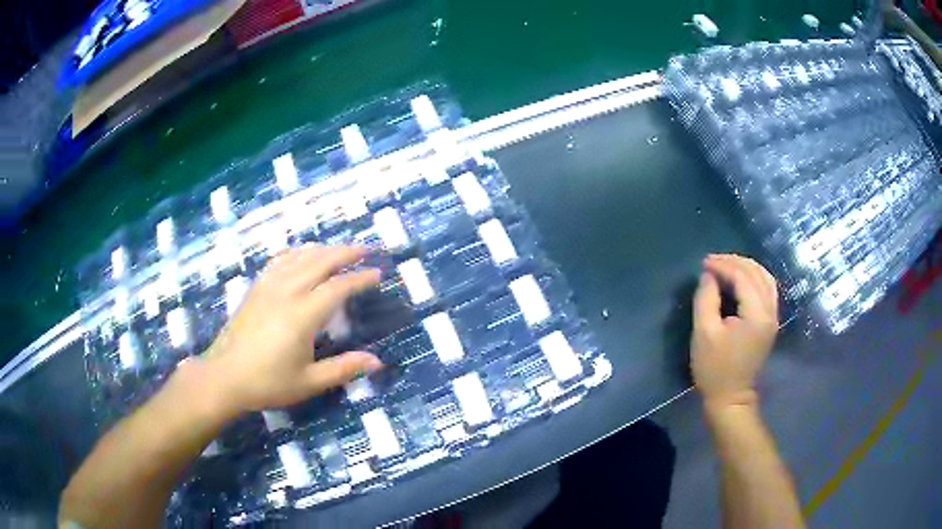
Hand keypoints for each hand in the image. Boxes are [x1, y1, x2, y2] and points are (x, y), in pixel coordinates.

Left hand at [202, 246, 382, 415]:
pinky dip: (298, 253)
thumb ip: (343, 369)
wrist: (224, 376)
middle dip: (346, 252)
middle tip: (367, 250)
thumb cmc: (267, 382)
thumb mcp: (309, 382)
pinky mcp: (256, 287)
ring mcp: (269, 286)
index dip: (360, 278)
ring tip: (340, 250)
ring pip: (301, 256)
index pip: (338, 287)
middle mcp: (287, 291)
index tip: (378, 273)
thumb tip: (377, 362)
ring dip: (324, 249)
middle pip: (321, 261)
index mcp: (302, 314)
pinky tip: (303, 256)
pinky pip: (281, 260)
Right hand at [691, 254, 778, 410]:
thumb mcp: (704, 333)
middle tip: (712, 260)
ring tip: (725, 265)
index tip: (704, 262)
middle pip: (757, 273)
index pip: (743, 277)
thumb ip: (706, 299)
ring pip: (765, 279)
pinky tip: (741, 278)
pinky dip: (754, 278)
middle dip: (734, 262)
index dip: (723, 265)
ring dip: (746, 267)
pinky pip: (767, 289)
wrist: (730, 397)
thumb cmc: (714, 368)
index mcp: (756, 315)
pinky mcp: (770, 322)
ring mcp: (773, 317)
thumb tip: (709, 275)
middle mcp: (770, 311)